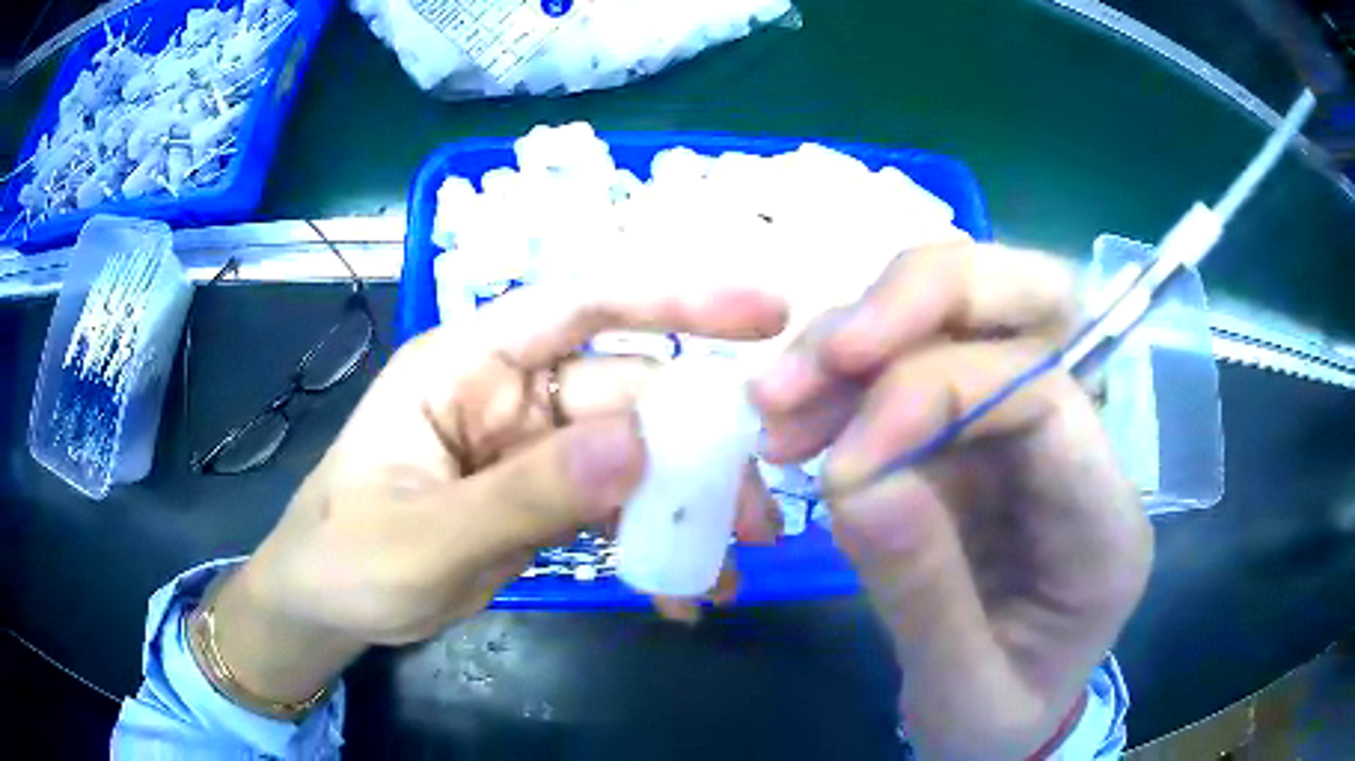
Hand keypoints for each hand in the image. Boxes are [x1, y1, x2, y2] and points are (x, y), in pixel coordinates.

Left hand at [207, 284, 788, 705]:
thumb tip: (640, 446)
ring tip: (730, 564)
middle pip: (628, 396)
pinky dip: (652, 546)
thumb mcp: (425, 536)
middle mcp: (509, 392)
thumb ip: (524, 496)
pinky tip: (679, 592)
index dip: (674, 297)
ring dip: (686, 508)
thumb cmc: (347, 557)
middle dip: (698, 450)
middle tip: (760, 513)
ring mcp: (530, 449)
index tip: (764, 315)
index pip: (580, 304)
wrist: (326, 608)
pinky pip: (615, 510)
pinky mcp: (543, 500)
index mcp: (466, 364)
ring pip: (634, 458)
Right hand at [753, 242, 1152, 759]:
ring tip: (777, 397)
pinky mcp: (971, 436)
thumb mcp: (965, 691)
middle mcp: (1081, 447)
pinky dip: (847, 371)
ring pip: (965, 311)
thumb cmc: (1000, 722)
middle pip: (1036, 300)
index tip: (840, 463)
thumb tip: (854, 478)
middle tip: (833, 348)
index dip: (938, 398)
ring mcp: (1025, 430)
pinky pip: (913, 360)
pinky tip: (793, 416)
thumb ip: (923, 593)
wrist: (1002, 729)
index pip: (1044, 396)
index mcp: (1104, 521)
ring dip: (864, 332)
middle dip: (928, 298)